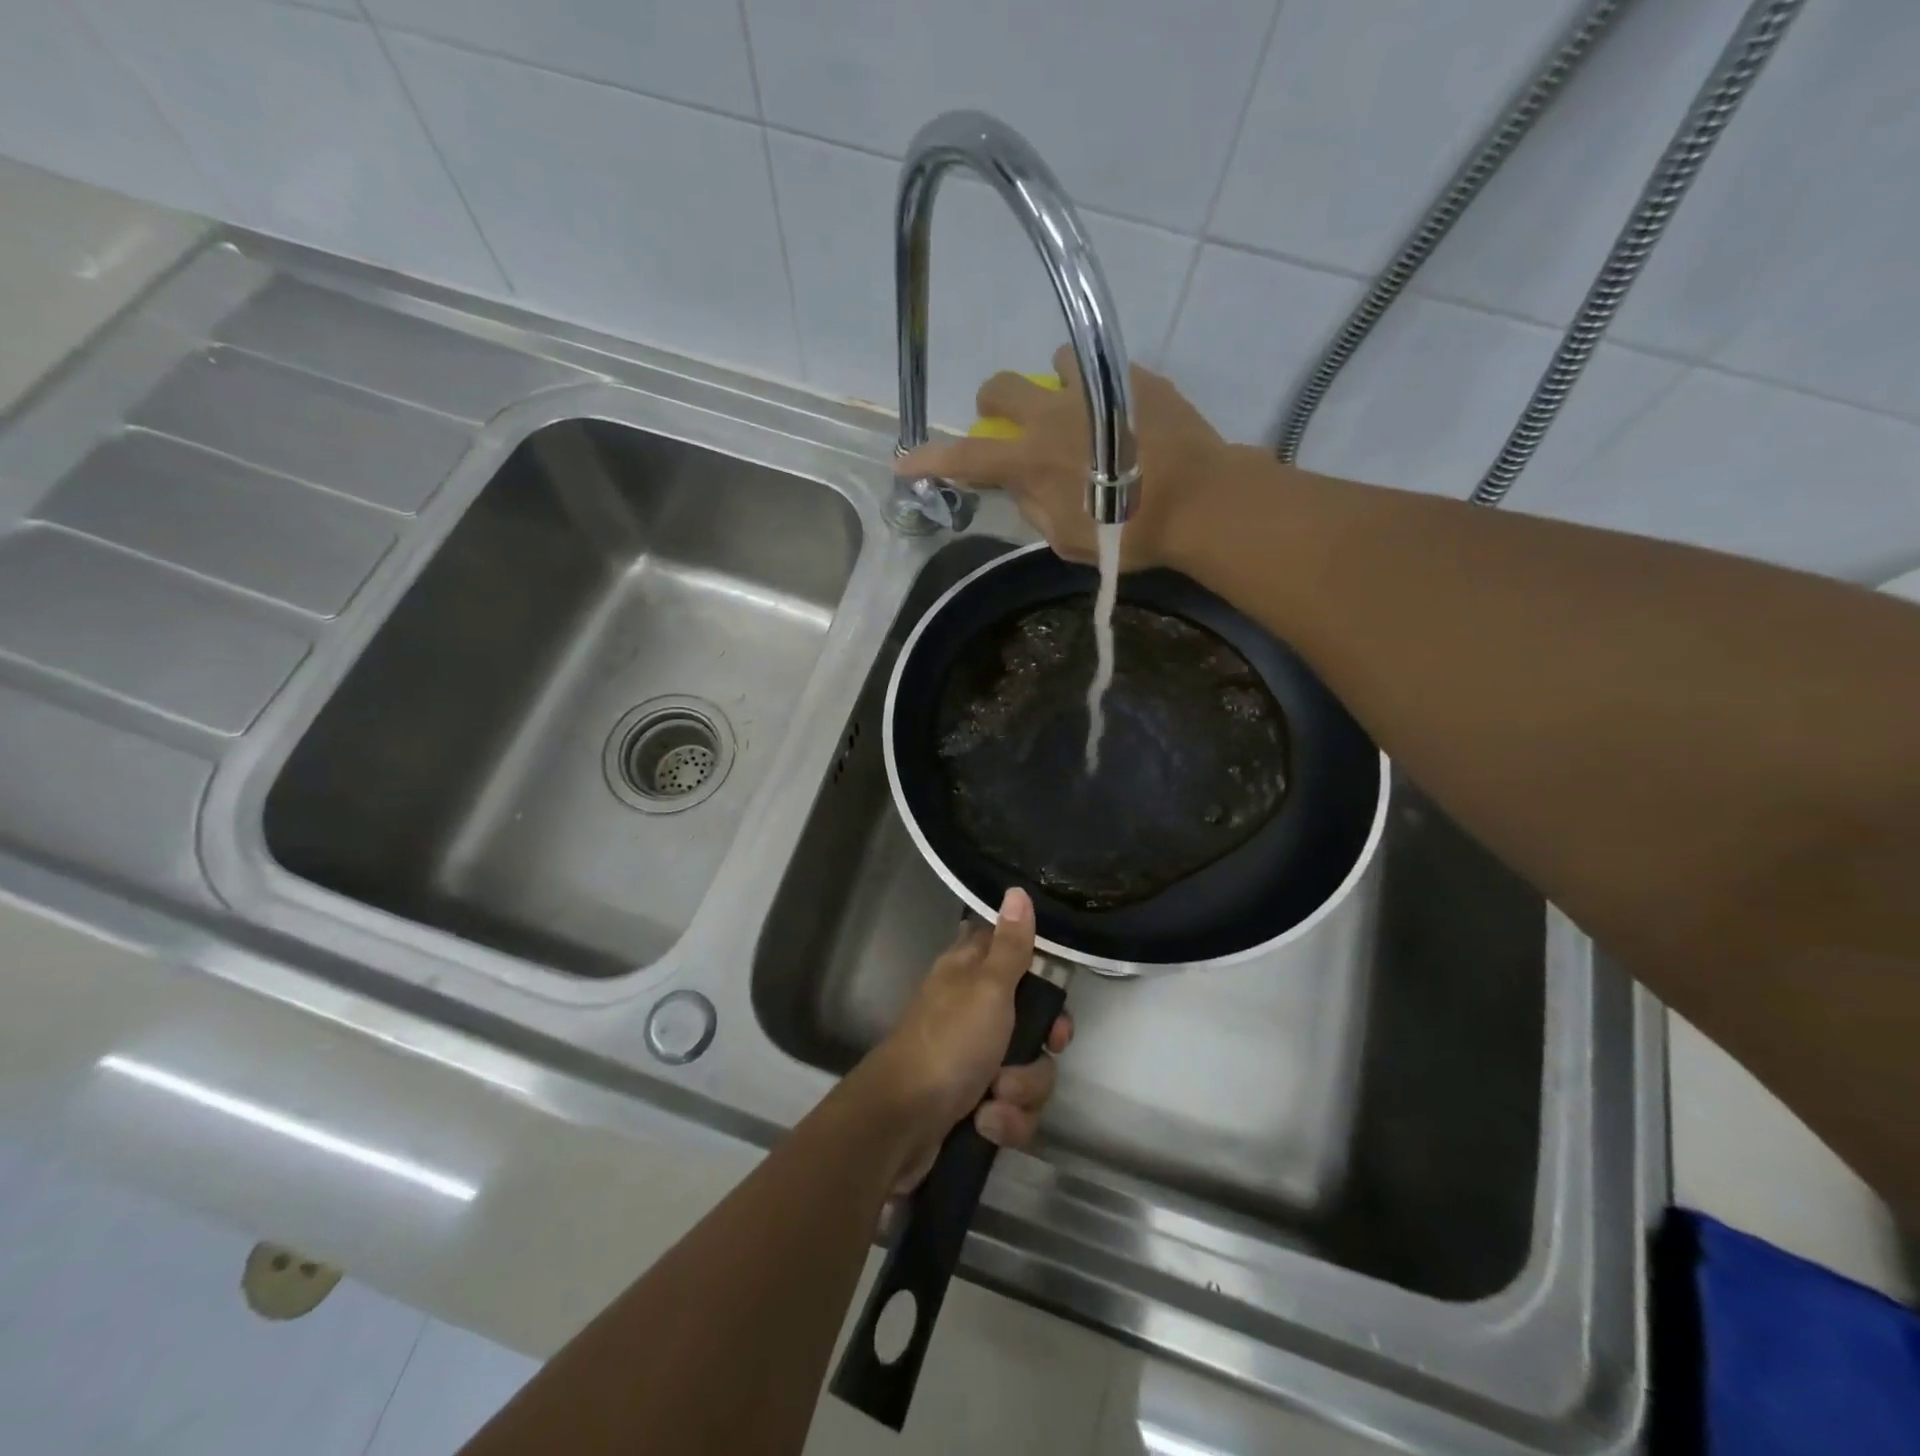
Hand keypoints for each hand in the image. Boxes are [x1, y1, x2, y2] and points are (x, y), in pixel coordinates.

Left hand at [862, 888, 1072, 1191]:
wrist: (900, 1123)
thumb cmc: (948, 1042)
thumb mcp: (988, 987)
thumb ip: (1011, 945)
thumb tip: (1017, 890)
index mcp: (970, 974)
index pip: (1016, 959)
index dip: (1042, 980)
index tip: (1053, 999)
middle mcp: (973, 1012)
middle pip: (1034, 1025)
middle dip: (1041, 1051)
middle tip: (1044, 1047)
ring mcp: (973, 1060)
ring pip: (1028, 1072)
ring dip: (1021, 1092)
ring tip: (994, 1097)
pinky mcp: (974, 1103)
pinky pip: (1013, 1111)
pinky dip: (1004, 1121)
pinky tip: (983, 1124)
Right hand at [894, 345, 1239, 571]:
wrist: (1201, 502)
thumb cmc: (1130, 533)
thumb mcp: (1069, 542)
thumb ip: (1034, 511)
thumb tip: (1022, 488)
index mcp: (1031, 461)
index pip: (966, 458)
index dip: (930, 460)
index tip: (904, 462)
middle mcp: (1053, 415)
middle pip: (1000, 386)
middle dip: (992, 402)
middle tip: (1007, 424)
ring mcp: (1095, 388)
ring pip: (1054, 362)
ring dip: (1053, 386)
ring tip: (1077, 412)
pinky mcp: (1134, 378)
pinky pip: (1104, 371)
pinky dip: (1101, 391)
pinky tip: (1122, 417)